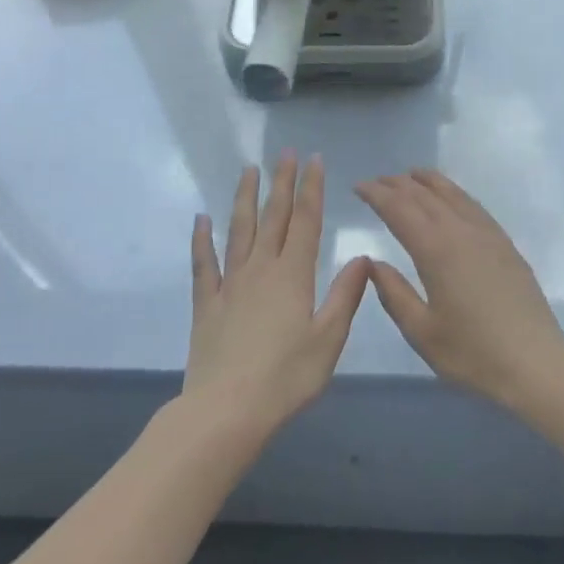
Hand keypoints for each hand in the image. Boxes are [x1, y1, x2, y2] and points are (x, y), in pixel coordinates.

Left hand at [186, 153, 370, 439]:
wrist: (226, 411)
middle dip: (282, 182)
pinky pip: (204, 264)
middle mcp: (261, 269)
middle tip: (285, 152)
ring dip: (245, 198)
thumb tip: (363, 257)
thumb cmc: (286, 378)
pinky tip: (200, 219)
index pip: (306, 221)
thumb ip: (345, 296)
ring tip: (249, 170)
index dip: (312, 188)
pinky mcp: (207, 303)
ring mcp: (231, 283)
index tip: (314, 159)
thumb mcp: (328, 339)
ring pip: (239, 230)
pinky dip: (202, 239)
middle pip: (274, 216)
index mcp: (293, 275)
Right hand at [356, 170, 563, 413]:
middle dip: (397, 184)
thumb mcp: (422, 332)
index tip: (358, 187)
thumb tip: (372, 263)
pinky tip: (450, 198)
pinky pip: (472, 204)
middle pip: (424, 195)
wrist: (536, 364)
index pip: (399, 209)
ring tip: (409, 176)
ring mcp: (487, 234)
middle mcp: (461, 230)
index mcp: (436, 249)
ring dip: (426, 181)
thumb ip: (393, 293)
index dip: (377, 194)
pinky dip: (453, 192)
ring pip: (452, 193)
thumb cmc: (473, 354)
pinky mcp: (505, 243)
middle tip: (376, 182)